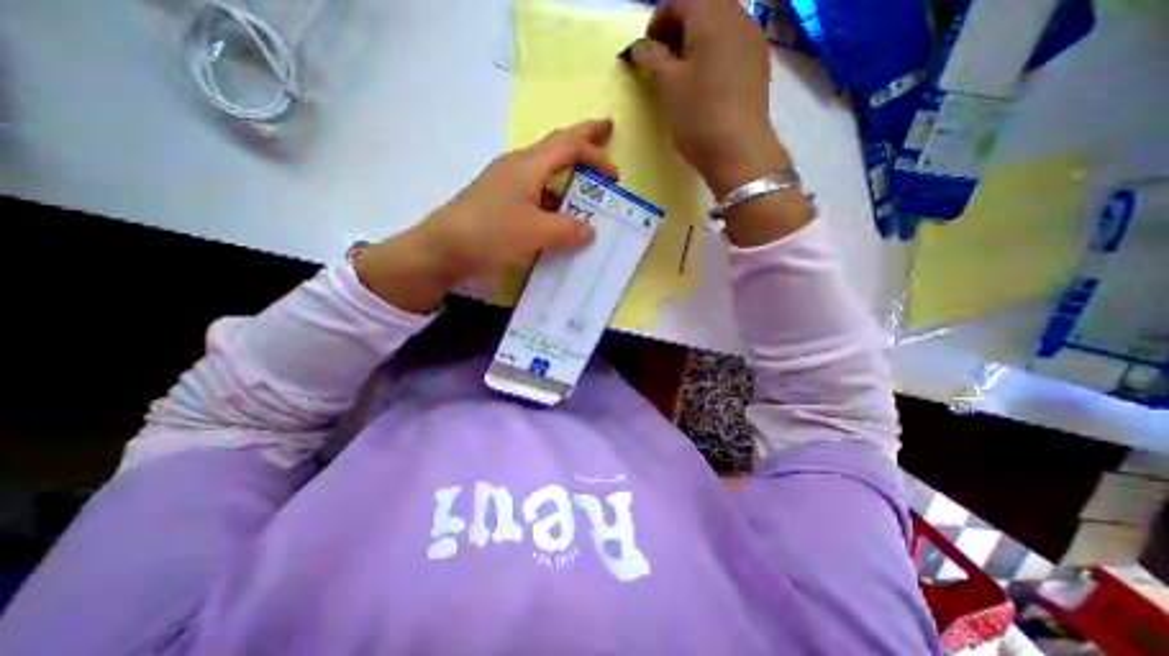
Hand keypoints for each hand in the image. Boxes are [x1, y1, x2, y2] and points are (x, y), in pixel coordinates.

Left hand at [353, 117, 621, 311]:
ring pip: (546, 173)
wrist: (442, 250)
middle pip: (557, 147)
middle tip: (606, 132)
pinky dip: (554, 201)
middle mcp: (518, 169)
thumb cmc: (489, 233)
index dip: (596, 155)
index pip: (569, 147)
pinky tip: (559, 218)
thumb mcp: (534, 232)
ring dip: (569, 176)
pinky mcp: (501, 205)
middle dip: (584, 140)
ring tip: (587, 189)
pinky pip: (537, 196)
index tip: (615, 176)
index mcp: (527, 165)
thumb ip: (567, 230)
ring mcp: (508, 187)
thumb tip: (590, 231)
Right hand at [631, 0, 793, 196]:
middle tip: (660, 63)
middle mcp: (738, 17)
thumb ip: (652, 59)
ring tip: (680, 75)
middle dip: (676, 30)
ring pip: (718, 25)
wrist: (738, 151)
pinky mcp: (758, 64)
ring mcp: (753, 40)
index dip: (657, 22)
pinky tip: (703, 82)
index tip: (645, 53)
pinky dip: (712, 54)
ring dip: (694, 42)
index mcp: (713, 15)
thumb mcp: (668, 86)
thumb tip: (640, 47)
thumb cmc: (698, 116)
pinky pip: (731, 45)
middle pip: (702, 7)